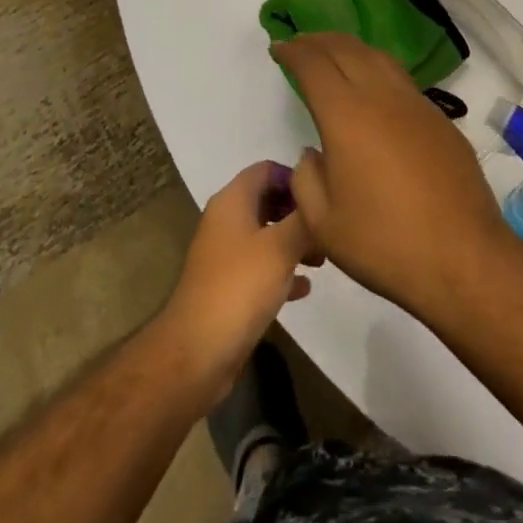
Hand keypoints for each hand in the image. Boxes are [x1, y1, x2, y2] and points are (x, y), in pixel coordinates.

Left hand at [160, 161, 320, 408]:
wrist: (197, 353)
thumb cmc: (240, 287)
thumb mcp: (281, 247)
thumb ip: (304, 218)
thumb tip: (320, 194)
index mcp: (232, 200)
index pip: (266, 169)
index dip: (294, 177)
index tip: (322, 194)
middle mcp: (225, 221)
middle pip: (267, 200)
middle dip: (297, 211)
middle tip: (325, 228)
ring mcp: (224, 255)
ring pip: (265, 234)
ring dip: (293, 241)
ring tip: (321, 258)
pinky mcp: (227, 286)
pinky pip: (259, 266)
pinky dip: (281, 270)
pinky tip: (304, 287)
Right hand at [278, 33, 514, 320]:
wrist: (463, 257)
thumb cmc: (385, 243)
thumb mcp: (323, 224)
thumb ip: (306, 179)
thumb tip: (315, 153)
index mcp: (346, 115)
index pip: (314, 65)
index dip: (294, 51)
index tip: (280, 47)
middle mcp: (381, 96)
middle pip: (346, 49)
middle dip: (319, 41)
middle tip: (301, 42)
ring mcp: (415, 104)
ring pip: (378, 58)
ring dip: (350, 48)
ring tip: (335, 54)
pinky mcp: (440, 119)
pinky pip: (401, 79)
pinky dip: (377, 69)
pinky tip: (374, 88)